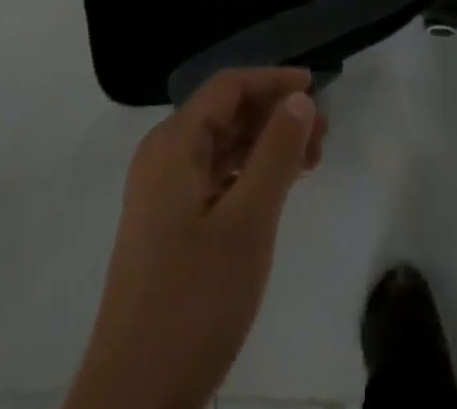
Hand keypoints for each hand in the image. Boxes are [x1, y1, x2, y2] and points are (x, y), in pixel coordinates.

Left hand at [65, 68, 326, 408]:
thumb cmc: (193, 299)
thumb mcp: (248, 222)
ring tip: (311, 162)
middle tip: (323, 134)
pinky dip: (249, 173)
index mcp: (174, 144)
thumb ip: (276, 152)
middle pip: (225, 113)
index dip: (273, 80)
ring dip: (266, 144)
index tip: (317, 88)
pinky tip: (277, 191)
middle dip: (275, 114)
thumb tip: (299, 98)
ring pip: (221, 146)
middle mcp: (162, 157)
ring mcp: (161, 194)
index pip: (229, 86)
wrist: (133, 399)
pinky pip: (214, 177)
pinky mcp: (167, 227)